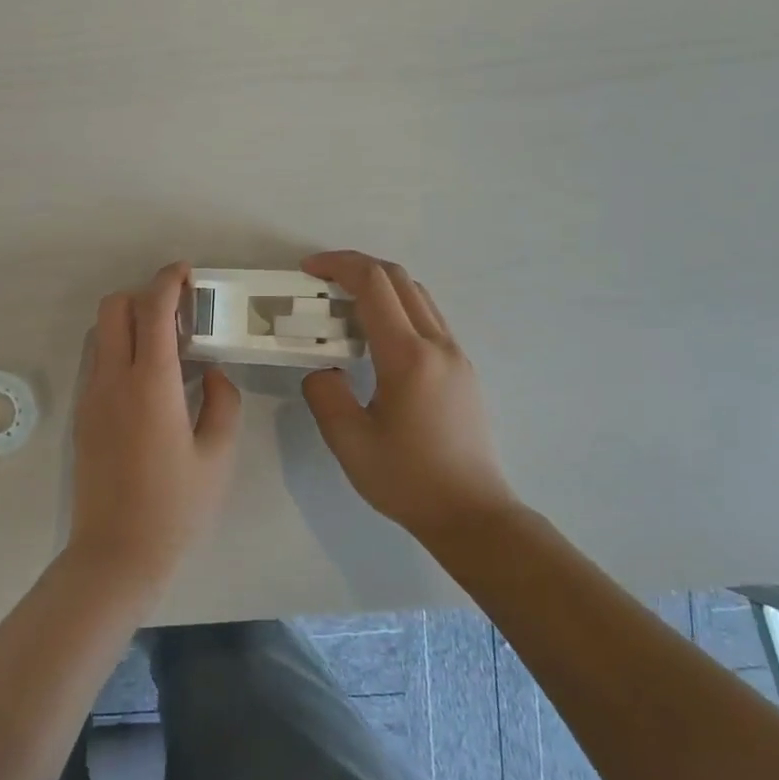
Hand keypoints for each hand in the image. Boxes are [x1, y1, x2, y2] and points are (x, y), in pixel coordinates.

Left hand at [70, 262, 241, 586]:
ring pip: (101, 333)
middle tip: (179, 314)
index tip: (186, 273)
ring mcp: (91, 397)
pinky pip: (97, 362)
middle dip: (143, 295)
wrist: (116, 552)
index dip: (168, 281)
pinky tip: (148, 380)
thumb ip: (222, 402)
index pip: (152, 310)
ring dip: (129, 322)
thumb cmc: (176, 506)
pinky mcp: (82, 415)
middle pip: (113, 307)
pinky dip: (119, 349)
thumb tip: (214, 373)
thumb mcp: (217, 455)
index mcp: (151, 384)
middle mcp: (112, 380)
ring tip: (166, 346)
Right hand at [300, 251, 517, 539]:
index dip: (338, 265)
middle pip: (400, 279)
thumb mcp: (349, 441)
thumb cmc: (406, 479)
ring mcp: (456, 356)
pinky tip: (375, 339)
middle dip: (357, 267)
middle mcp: (438, 345)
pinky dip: (397, 308)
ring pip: (418, 296)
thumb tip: (324, 369)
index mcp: (408, 356)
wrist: (471, 514)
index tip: (307, 269)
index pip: (373, 285)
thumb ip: (325, 394)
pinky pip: (428, 319)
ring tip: (344, 306)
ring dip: (380, 286)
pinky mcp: (462, 371)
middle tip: (321, 280)